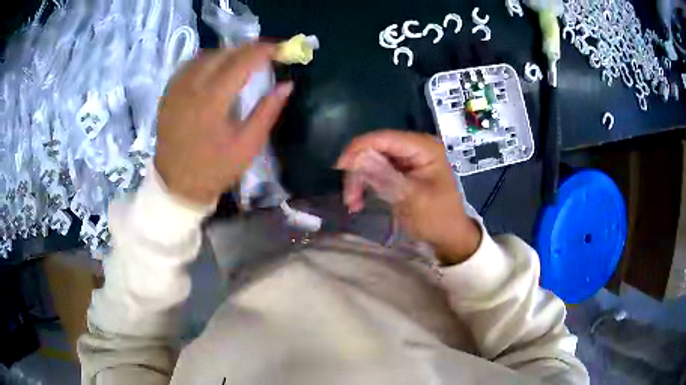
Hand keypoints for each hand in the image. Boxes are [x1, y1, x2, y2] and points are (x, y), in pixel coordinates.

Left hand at [155, 43, 292, 204]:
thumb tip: (287, 84)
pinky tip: (216, 70)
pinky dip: (208, 61)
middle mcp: (191, 87)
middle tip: (265, 55)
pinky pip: (190, 65)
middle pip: (224, 53)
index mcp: (212, 101)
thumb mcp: (247, 145)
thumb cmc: (214, 169)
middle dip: (248, 49)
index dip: (265, 50)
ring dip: (228, 53)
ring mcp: (176, 89)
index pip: (243, 61)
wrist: (176, 186)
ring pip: (205, 55)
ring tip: (243, 61)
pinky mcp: (168, 93)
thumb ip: (267, 111)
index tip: (282, 49)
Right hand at [336, 130, 480, 264]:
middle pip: (374, 148)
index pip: (383, 138)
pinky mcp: (400, 169)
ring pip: (371, 159)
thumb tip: (355, 157)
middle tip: (349, 197)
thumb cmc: (437, 218)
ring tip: (353, 203)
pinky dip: (365, 184)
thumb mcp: (412, 198)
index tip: (340, 167)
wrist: (449, 236)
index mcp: (424, 147)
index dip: (358, 148)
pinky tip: (359, 200)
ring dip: (359, 180)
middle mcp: (414, 146)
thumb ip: (384, 176)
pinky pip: (375, 170)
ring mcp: (407, 158)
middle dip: (358, 170)